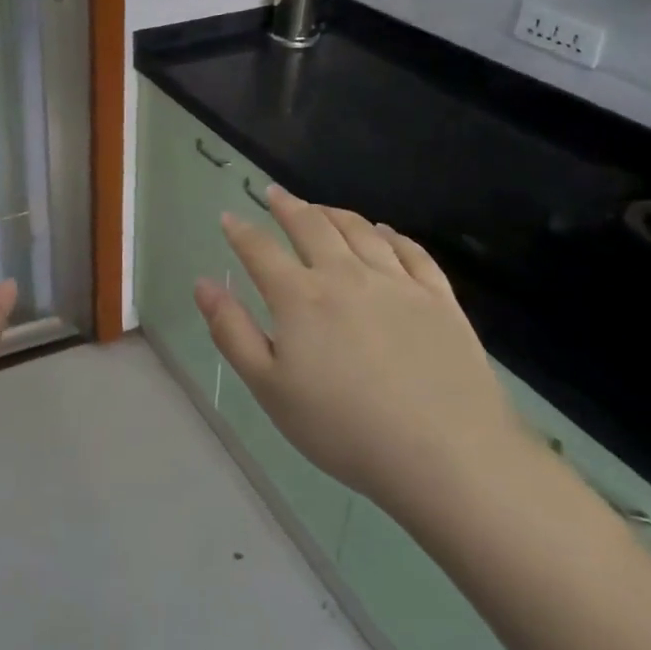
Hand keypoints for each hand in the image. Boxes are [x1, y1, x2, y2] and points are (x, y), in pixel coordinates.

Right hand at [193, 187, 526, 521]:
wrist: (446, 456)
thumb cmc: (342, 428)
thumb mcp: (268, 387)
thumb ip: (232, 331)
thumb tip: (203, 284)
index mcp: (300, 297)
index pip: (260, 250)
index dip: (240, 231)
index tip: (229, 217)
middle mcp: (346, 276)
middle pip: (312, 227)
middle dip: (288, 206)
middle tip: (275, 193)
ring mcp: (397, 284)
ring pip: (360, 231)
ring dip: (335, 214)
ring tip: (321, 208)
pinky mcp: (439, 300)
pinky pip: (412, 252)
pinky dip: (391, 235)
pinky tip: (384, 232)